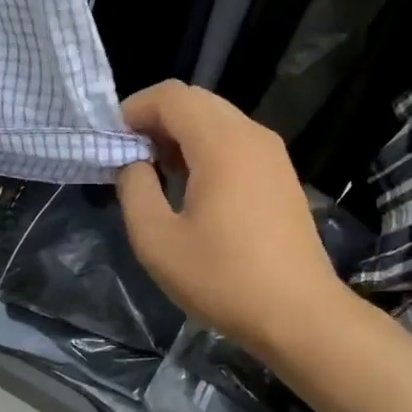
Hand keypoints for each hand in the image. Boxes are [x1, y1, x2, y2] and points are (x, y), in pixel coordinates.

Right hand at [115, 81, 347, 359]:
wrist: (300, 315)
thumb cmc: (223, 278)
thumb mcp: (157, 241)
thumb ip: (134, 189)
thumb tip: (134, 164)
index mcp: (221, 143)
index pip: (171, 96)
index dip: (134, 109)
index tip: (112, 142)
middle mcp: (250, 134)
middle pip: (195, 100)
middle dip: (156, 119)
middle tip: (130, 156)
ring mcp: (272, 153)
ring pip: (216, 118)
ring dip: (181, 132)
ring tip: (157, 171)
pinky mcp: (281, 174)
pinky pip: (235, 140)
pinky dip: (206, 146)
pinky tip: (193, 186)